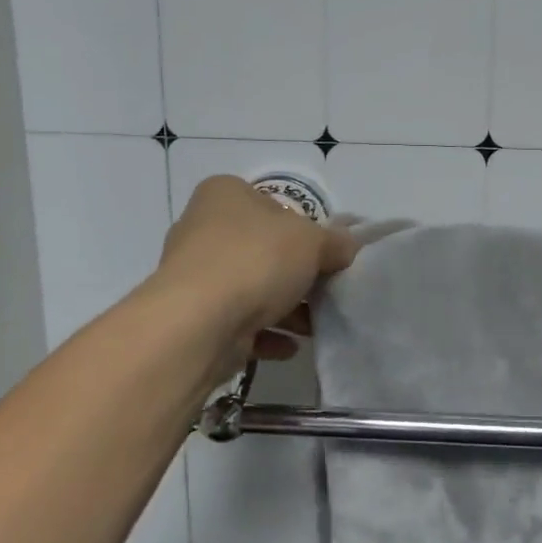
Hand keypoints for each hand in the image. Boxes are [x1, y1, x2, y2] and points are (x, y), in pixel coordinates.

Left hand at [155, 176, 357, 368]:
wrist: (199, 323)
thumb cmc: (256, 260)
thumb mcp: (313, 241)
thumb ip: (335, 242)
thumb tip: (348, 246)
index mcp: (225, 195)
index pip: (271, 204)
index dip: (302, 227)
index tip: (326, 253)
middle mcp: (202, 229)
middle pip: (262, 249)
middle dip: (296, 274)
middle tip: (326, 290)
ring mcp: (194, 276)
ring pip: (251, 289)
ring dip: (285, 309)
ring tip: (315, 325)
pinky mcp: (193, 317)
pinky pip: (238, 323)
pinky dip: (266, 333)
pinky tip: (291, 347)